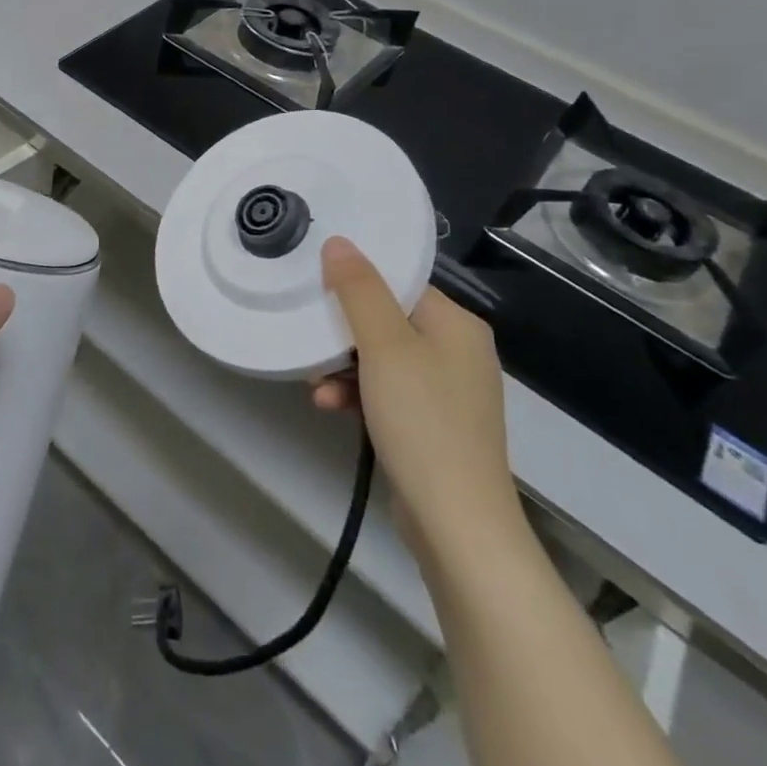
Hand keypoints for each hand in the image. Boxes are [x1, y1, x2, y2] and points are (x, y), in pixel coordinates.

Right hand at [313, 237, 523, 566]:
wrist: (456, 523)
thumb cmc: (422, 421)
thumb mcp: (384, 347)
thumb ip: (359, 291)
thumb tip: (339, 242)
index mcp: (456, 324)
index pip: (400, 283)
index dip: (356, 282)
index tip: (316, 286)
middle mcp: (457, 351)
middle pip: (386, 320)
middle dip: (341, 333)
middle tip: (308, 341)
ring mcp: (447, 391)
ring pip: (381, 359)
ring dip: (342, 367)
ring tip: (314, 385)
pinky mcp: (433, 424)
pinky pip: (387, 392)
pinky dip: (358, 394)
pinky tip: (330, 407)